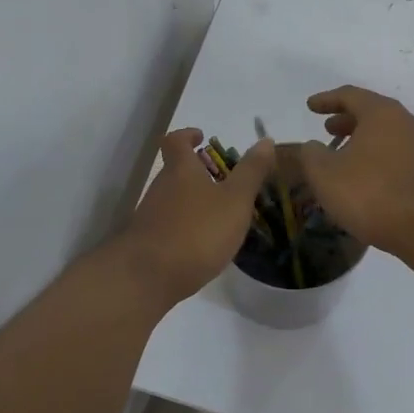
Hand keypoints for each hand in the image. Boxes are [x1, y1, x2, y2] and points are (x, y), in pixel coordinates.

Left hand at [116, 129, 276, 309]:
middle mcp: (161, 187)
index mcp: (181, 170)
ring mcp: (150, 215)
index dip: (187, 135)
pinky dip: (186, 227)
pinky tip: (203, 245)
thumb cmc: (197, 231)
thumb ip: (251, 172)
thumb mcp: (235, 200)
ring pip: (173, 199)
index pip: (176, 141)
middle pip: (175, 171)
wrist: (147, 277)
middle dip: (197, 172)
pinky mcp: (147, 242)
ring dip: (193, 201)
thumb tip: (266, 140)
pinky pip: (169, 225)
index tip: (201, 137)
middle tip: (224, 182)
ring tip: (220, 216)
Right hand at [297, 86, 413, 260]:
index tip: (311, 106)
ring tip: (343, 155)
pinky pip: (397, 154)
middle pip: (372, 113)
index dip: (326, 100)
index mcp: (381, 113)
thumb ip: (312, 155)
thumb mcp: (326, 175)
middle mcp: (406, 122)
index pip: (350, 95)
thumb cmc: (372, 194)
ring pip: (386, 135)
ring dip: (362, 140)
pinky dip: (377, 157)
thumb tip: (313, 146)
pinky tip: (365, 177)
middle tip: (327, 129)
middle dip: (347, 119)